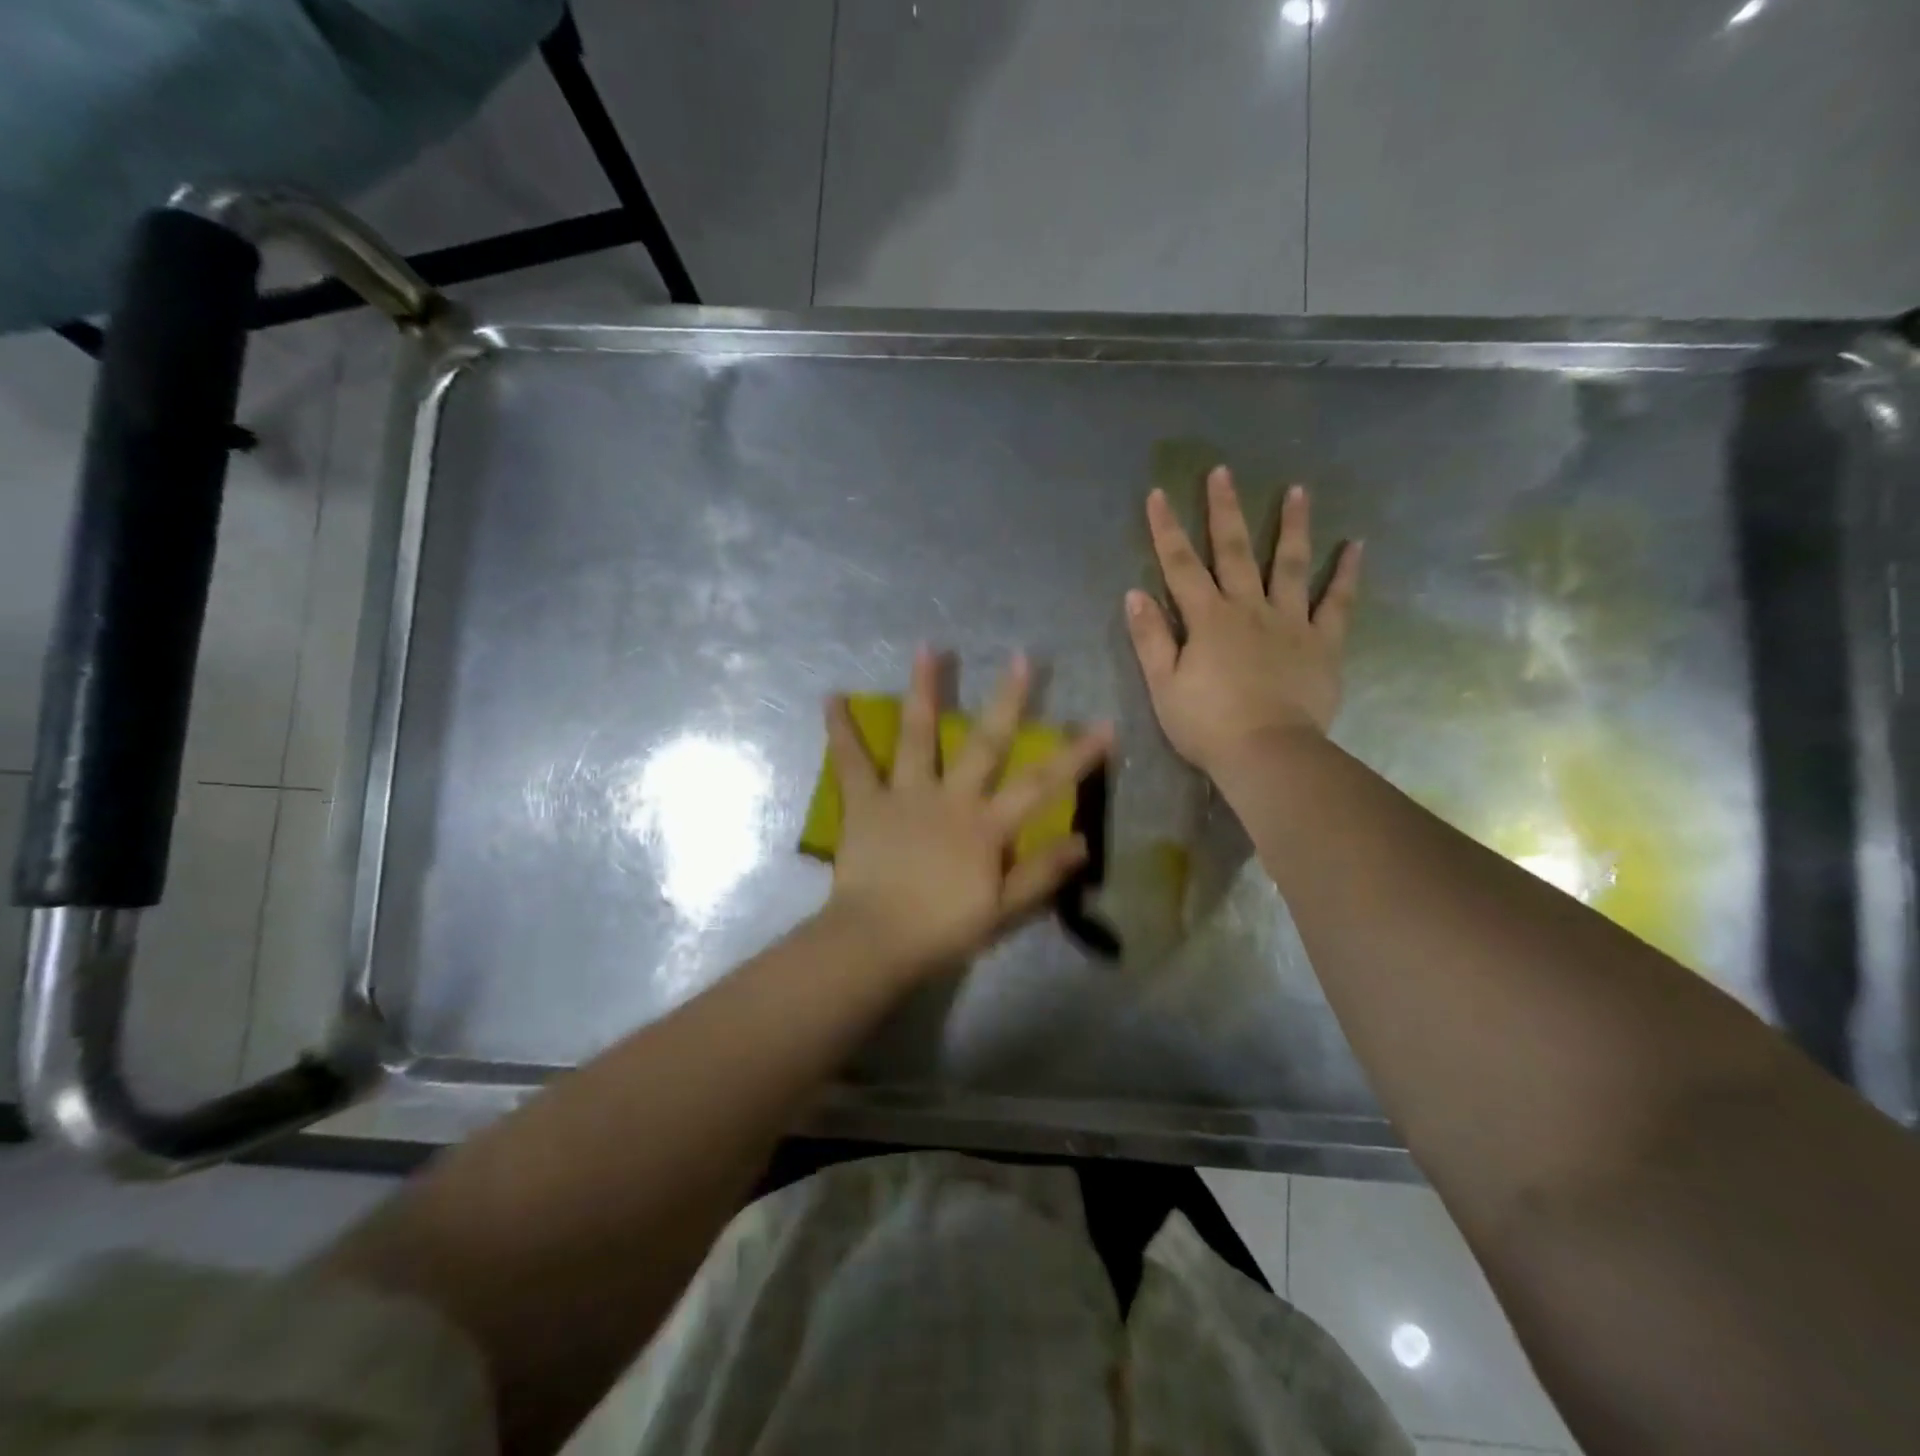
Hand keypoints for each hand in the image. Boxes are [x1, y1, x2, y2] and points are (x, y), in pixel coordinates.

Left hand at [822, 647, 1112, 978]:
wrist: (876, 941)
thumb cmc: (942, 931)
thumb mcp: (1003, 911)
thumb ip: (1041, 874)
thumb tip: (1084, 842)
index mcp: (986, 826)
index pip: (1042, 785)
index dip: (1076, 755)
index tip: (1105, 724)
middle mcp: (950, 798)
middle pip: (984, 743)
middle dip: (1007, 701)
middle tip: (1021, 658)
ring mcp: (906, 795)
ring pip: (918, 736)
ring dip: (924, 691)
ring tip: (926, 649)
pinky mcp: (866, 802)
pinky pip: (852, 762)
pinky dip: (841, 731)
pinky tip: (831, 697)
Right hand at [1124, 466, 1361, 778]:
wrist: (1267, 753)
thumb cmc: (1206, 725)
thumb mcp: (1163, 685)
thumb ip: (1150, 638)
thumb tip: (1135, 594)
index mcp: (1207, 619)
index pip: (1180, 566)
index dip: (1166, 530)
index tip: (1157, 494)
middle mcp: (1248, 609)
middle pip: (1234, 551)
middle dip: (1224, 510)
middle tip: (1223, 472)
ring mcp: (1290, 622)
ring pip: (1289, 564)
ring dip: (1291, 526)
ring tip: (1298, 490)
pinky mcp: (1323, 643)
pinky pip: (1337, 602)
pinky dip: (1345, 573)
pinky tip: (1355, 546)